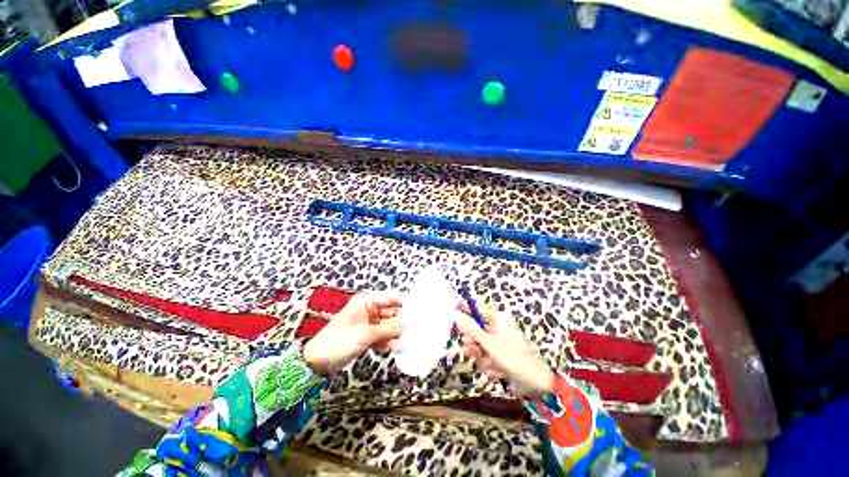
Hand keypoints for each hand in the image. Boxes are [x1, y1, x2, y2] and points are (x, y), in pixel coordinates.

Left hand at [303, 292, 403, 374]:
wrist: (318, 362)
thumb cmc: (340, 341)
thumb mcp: (366, 334)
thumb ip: (389, 329)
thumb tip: (407, 324)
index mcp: (365, 301)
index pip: (389, 298)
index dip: (401, 305)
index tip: (415, 313)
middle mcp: (367, 309)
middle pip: (389, 313)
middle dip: (397, 324)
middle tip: (407, 334)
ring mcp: (366, 323)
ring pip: (386, 326)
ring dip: (392, 336)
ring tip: (397, 347)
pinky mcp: (365, 335)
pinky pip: (380, 335)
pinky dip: (384, 342)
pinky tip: (387, 350)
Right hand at [455, 300, 554, 397]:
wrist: (536, 385)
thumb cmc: (513, 358)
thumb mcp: (490, 343)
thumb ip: (472, 330)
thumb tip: (457, 316)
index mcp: (499, 319)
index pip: (478, 309)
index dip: (466, 310)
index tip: (452, 311)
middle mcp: (499, 329)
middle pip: (478, 328)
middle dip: (472, 340)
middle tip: (466, 347)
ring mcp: (500, 343)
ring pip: (481, 344)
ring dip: (479, 354)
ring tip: (481, 363)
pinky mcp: (501, 357)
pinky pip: (487, 356)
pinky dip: (488, 364)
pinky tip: (494, 372)